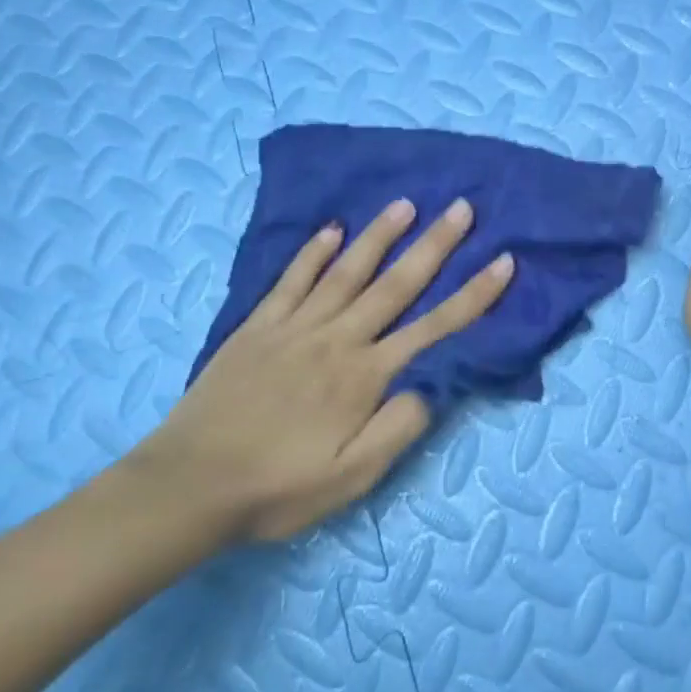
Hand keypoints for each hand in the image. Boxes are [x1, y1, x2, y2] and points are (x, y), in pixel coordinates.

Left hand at [132, 197, 513, 542]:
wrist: (188, 486)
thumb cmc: (277, 488)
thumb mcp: (351, 478)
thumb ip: (397, 429)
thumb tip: (434, 386)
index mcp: (365, 377)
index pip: (434, 327)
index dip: (474, 295)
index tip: (503, 261)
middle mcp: (337, 339)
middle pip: (396, 285)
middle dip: (434, 245)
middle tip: (461, 208)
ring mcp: (294, 328)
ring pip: (347, 272)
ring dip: (379, 236)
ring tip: (405, 204)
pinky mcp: (258, 327)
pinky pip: (291, 281)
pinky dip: (312, 253)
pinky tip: (331, 230)